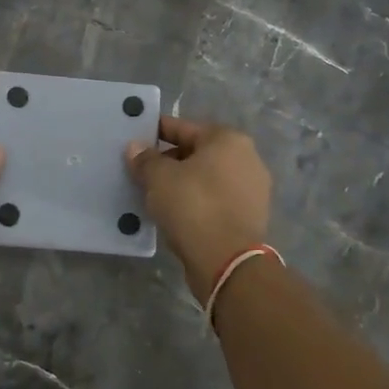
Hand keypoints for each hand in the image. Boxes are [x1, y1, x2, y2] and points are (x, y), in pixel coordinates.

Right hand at [126, 116, 272, 296]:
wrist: (227, 261)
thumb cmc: (193, 206)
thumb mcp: (159, 178)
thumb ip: (145, 159)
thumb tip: (135, 148)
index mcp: (228, 140)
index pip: (184, 128)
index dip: (156, 132)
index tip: (135, 140)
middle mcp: (247, 158)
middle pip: (197, 153)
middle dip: (169, 161)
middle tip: (141, 172)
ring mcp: (252, 190)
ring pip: (206, 179)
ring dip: (182, 184)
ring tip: (154, 194)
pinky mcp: (249, 217)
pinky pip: (214, 201)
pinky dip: (196, 203)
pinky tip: (175, 213)